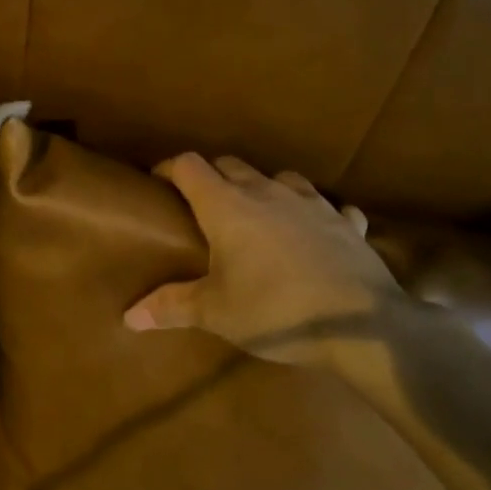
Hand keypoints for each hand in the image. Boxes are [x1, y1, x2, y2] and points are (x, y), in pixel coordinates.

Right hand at [123, 153, 404, 363]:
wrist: (362, 325)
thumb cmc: (276, 310)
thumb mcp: (217, 313)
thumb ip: (171, 306)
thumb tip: (128, 317)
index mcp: (228, 206)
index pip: (189, 166)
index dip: (169, 169)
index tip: (157, 184)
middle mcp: (267, 191)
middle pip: (230, 164)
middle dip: (211, 178)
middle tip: (202, 207)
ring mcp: (311, 202)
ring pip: (278, 177)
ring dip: (262, 188)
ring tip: (257, 214)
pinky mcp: (345, 221)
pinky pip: (327, 206)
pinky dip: (314, 214)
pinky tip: (315, 233)